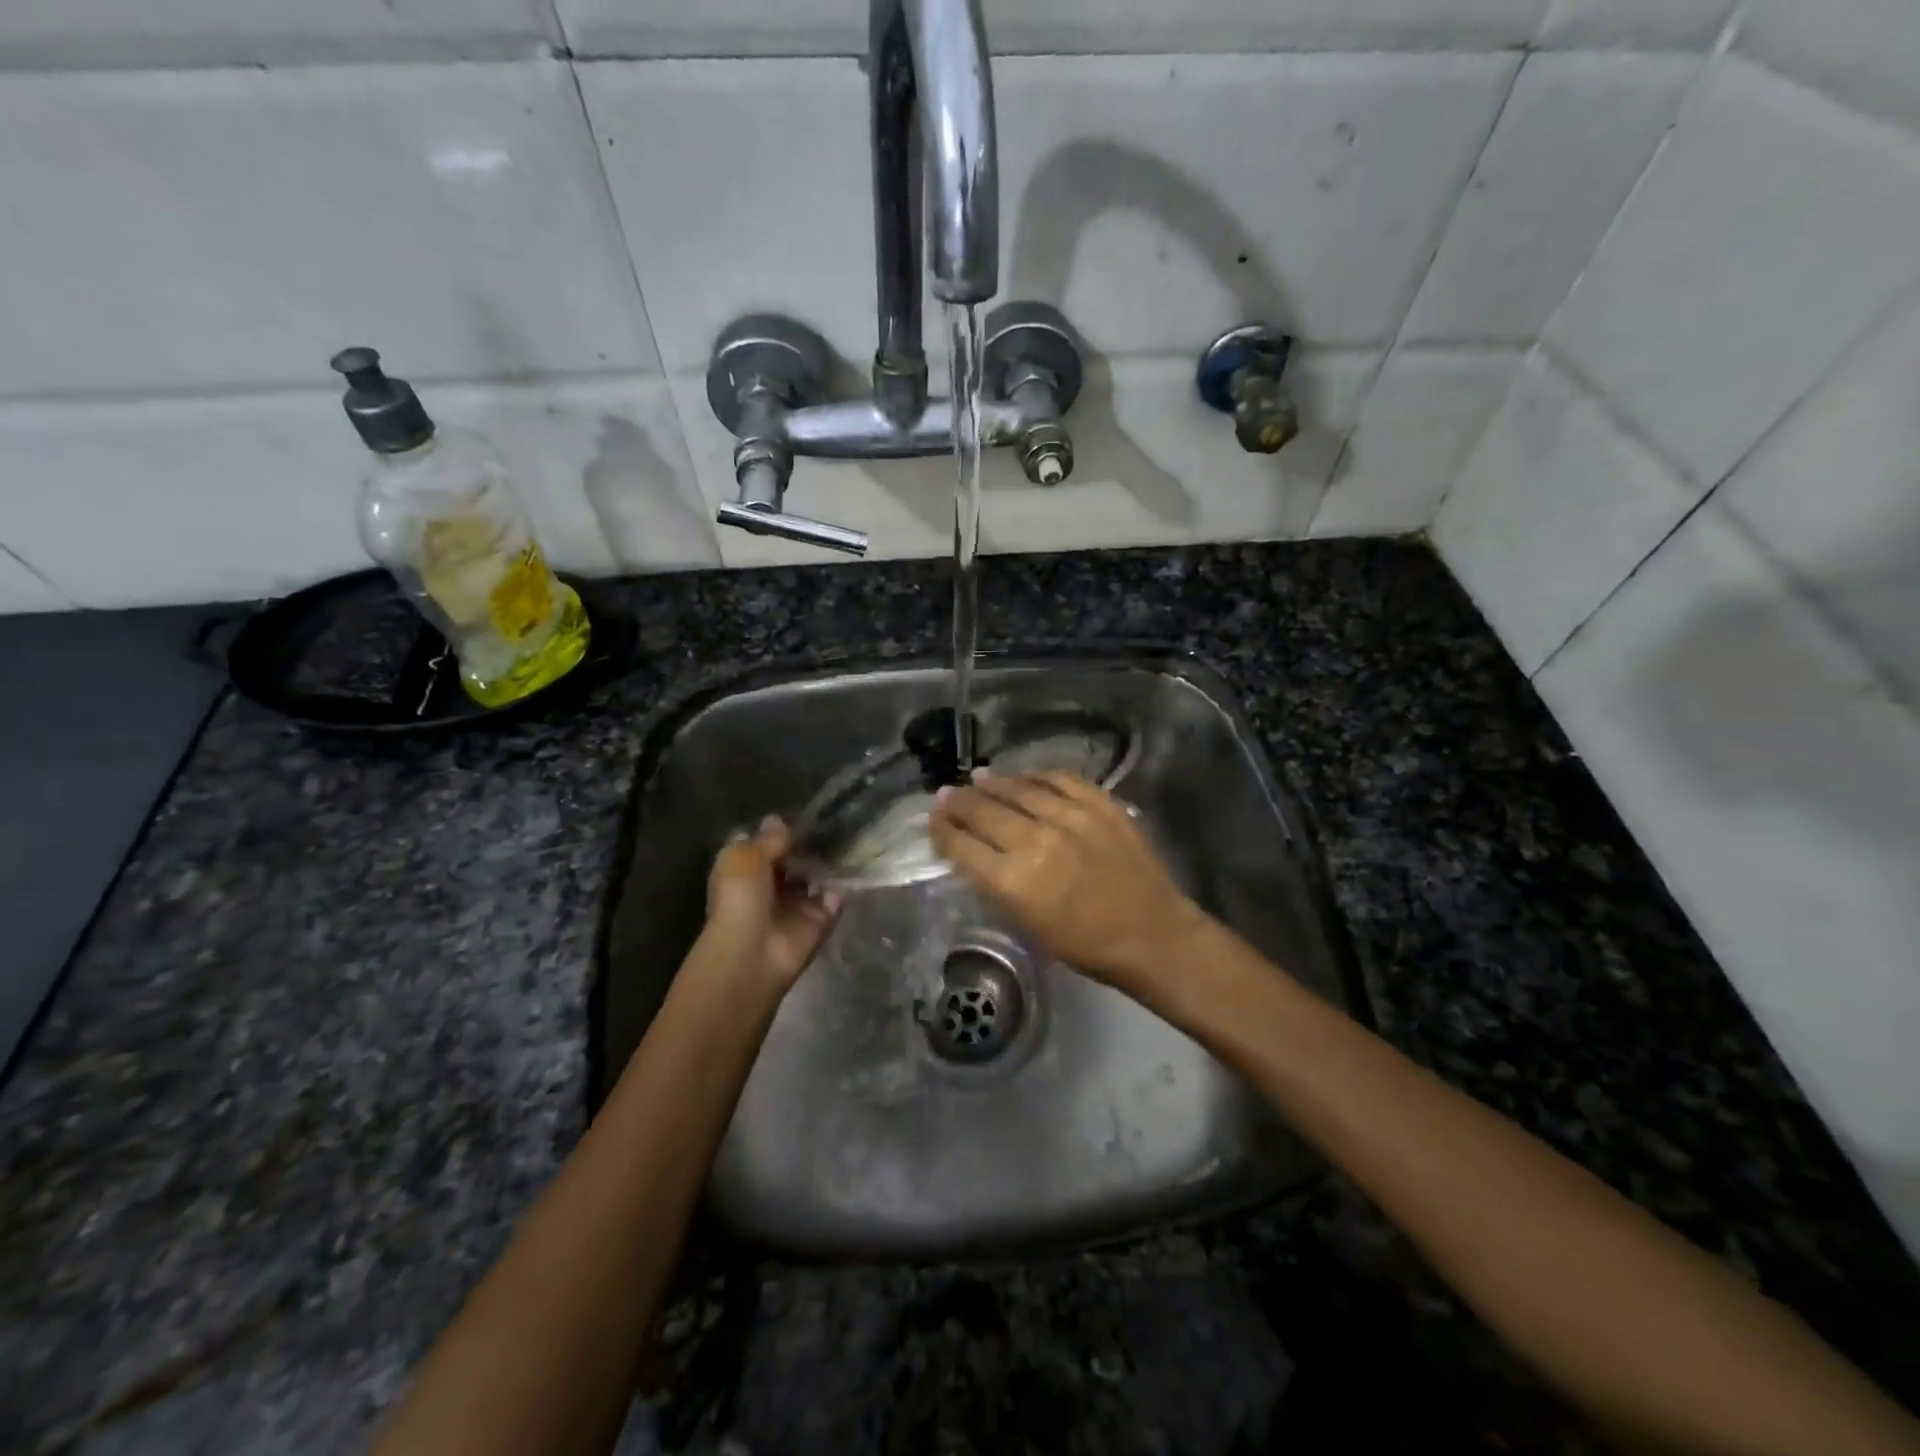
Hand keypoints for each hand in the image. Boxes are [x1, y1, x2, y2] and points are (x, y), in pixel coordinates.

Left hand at [700, 817, 844, 993]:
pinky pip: (833, 901)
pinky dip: (839, 890)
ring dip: (825, 865)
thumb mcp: (745, 856)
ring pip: (815, 878)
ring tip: (840, 845)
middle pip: (793, 861)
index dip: (778, 833)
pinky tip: (841, 875)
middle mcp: (769, 888)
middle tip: (827, 827)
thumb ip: (768, 839)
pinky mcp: (818, 923)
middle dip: (807, 846)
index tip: (798, 818)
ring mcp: (795, 907)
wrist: (753, 952)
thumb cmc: (740, 898)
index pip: (764, 847)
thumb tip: (779, 820)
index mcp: (745, 872)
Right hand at [928, 771, 1209, 993]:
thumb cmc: (1085, 944)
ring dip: (994, 782)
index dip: (942, 829)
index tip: (934, 819)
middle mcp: (1035, 841)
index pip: (962, 845)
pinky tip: (1027, 776)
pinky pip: (1061, 779)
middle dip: (959, 802)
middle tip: (946, 794)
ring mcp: (1070, 817)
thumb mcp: (1027, 925)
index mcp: (1013, 880)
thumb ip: (997, 885)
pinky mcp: (1100, 804)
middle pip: (984, 811)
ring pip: (1020, 788)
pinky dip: (1038, 776)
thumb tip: (975, 853)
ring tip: (979, 778)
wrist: (1151, 934)